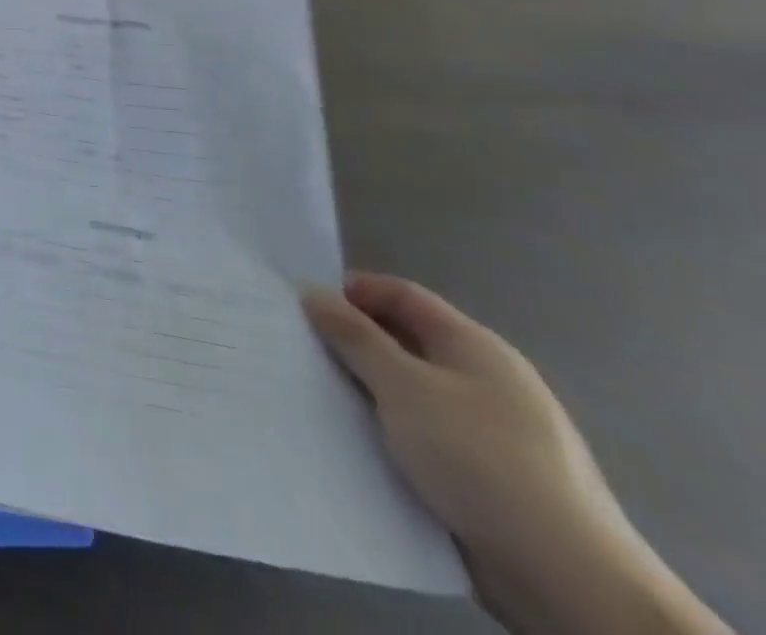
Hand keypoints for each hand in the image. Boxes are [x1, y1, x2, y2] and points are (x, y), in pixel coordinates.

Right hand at [303, 272, 727, 634]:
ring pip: (410, 393)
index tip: (303, 307)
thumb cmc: (481, 460)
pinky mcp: (487, 479)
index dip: (351, 291)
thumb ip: (354, 336)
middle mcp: (485, 380)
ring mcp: (490, 433)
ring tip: (319, 398)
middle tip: (302, 352)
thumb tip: (314, 293)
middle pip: (404, 341)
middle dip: (352, 343)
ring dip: (367, 392)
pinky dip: (390, 434)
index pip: (401, 294)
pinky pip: (423, 438)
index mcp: (474, 346)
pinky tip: (360, 445)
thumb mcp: (403, 386)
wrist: (571, 583)